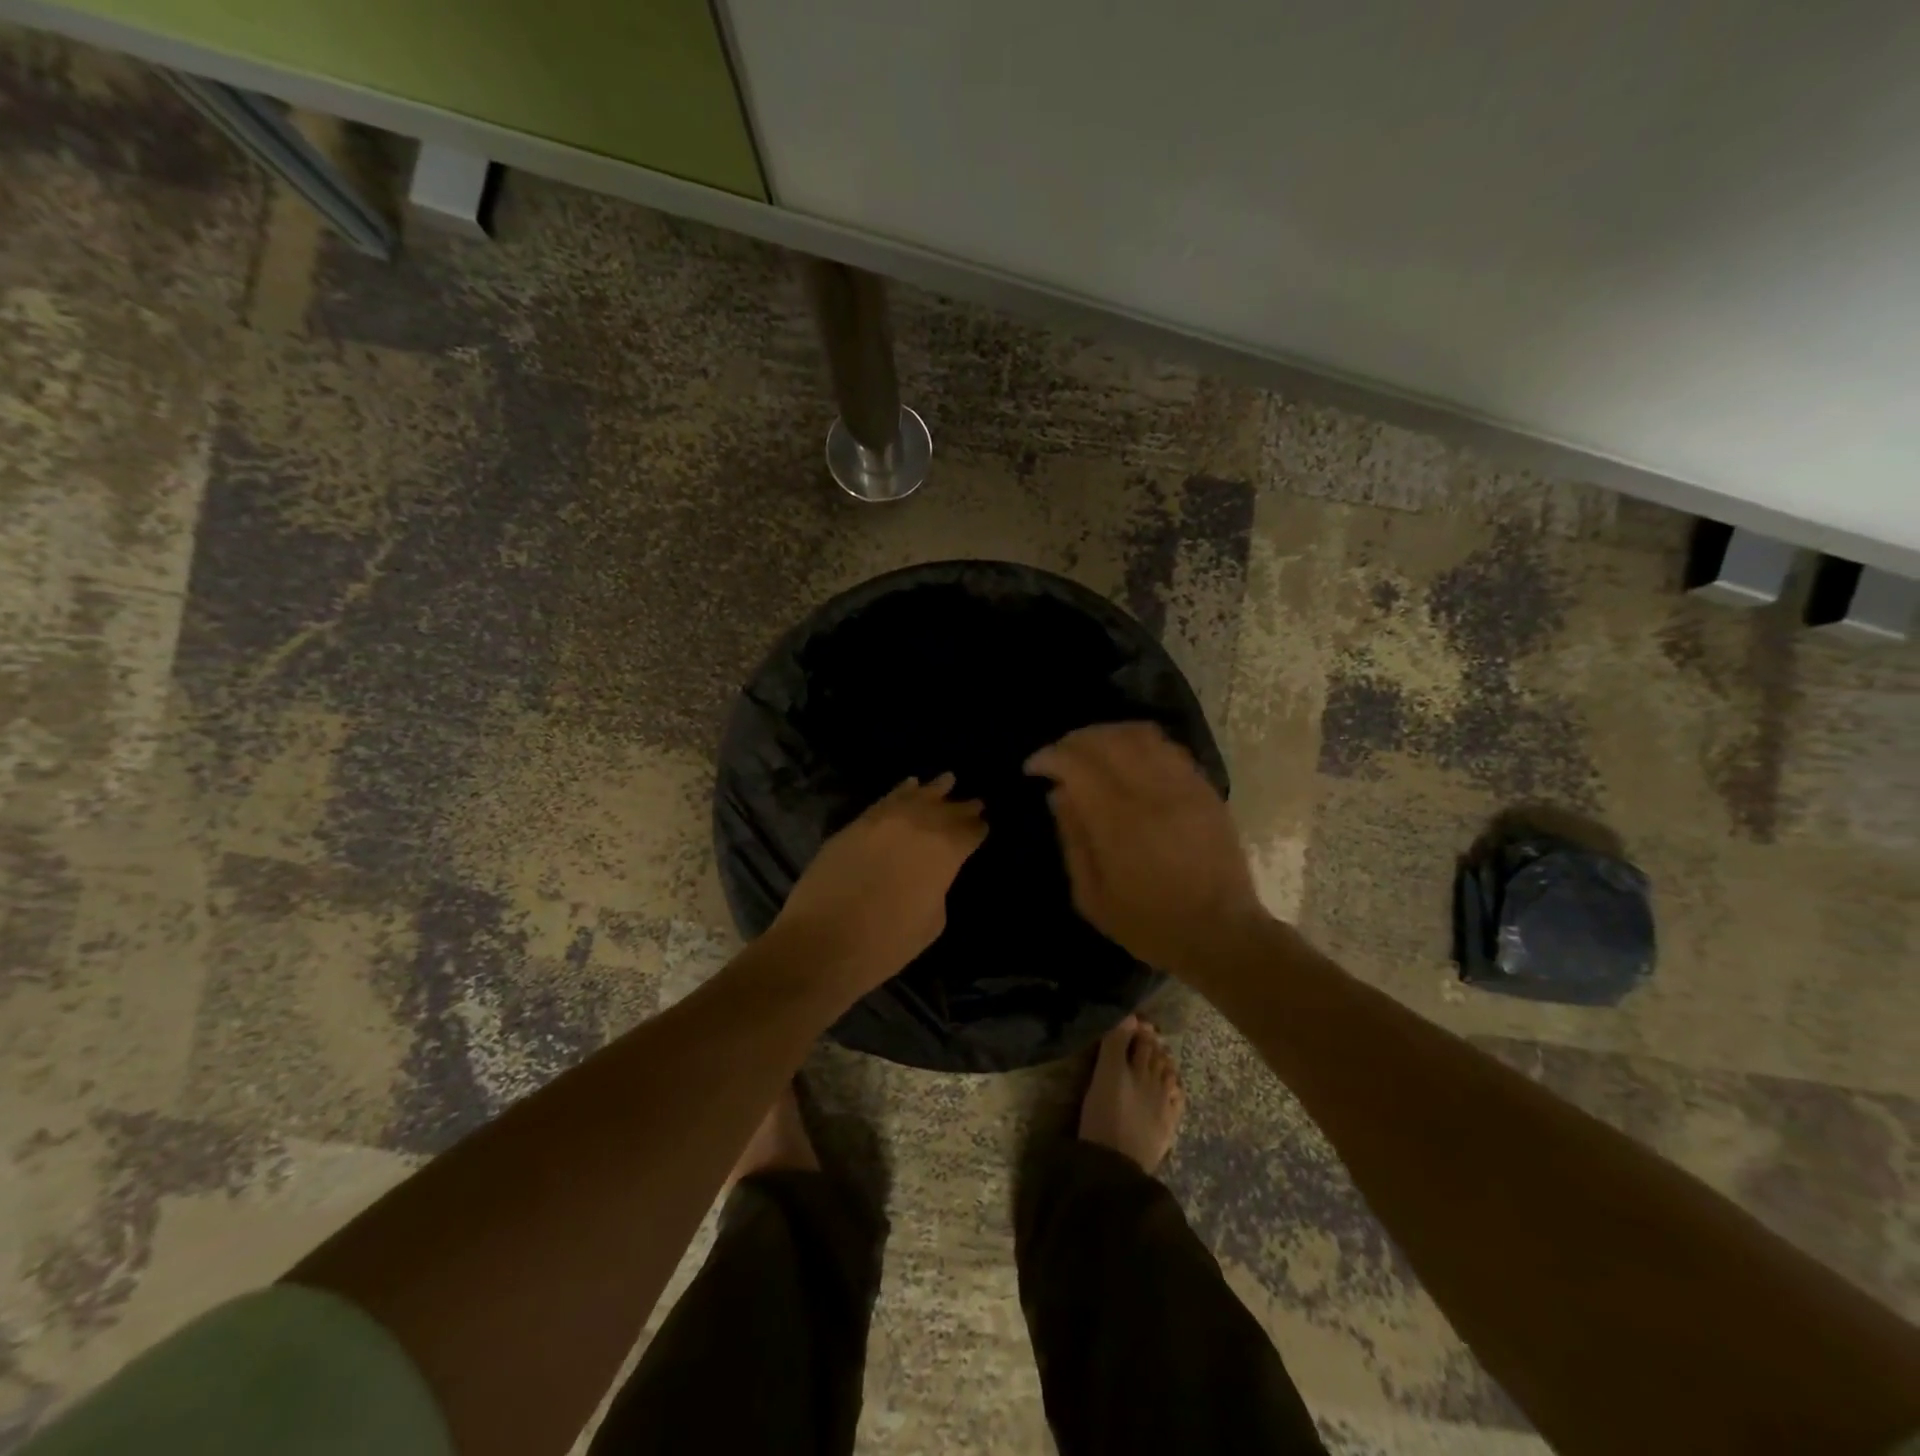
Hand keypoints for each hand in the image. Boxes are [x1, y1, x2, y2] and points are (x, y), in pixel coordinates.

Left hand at [772, 774, 987, 996]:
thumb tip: (931, 873)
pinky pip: (885, 800)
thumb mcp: (931, 922)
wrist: (821, 942)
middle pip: (946, 809)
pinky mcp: (855, 824)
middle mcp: (917, 825)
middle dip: (962, 807)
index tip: (984, 826)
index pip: (969, 832)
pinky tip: (909, 785)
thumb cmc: (885, 943)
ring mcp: (883, 820)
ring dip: (934, 790)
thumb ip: (938, 888)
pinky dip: (900, 791)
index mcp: (944, 851)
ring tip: (947, 780)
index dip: (978, 829)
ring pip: (916, 796)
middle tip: (975, 802)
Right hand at [1026, 723, 1267, 975]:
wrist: (1221, 935)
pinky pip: (1168, 748)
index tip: (1033, 768)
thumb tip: (1058, 794)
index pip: (1077, 764)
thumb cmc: (1149, 924)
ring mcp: (1184, 787)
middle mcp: (1152, 792)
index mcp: (1119, 822)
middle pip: (1107, 739)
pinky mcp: (1205, 790)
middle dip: (1074, 740)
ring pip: (1140, 735)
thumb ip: (1072, 839)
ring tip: (1091, 752)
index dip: (1049, 757)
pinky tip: (1129, 760)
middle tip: (1059, 757)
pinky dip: (1140, 744)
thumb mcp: (1092, 897)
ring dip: (1107, 735)